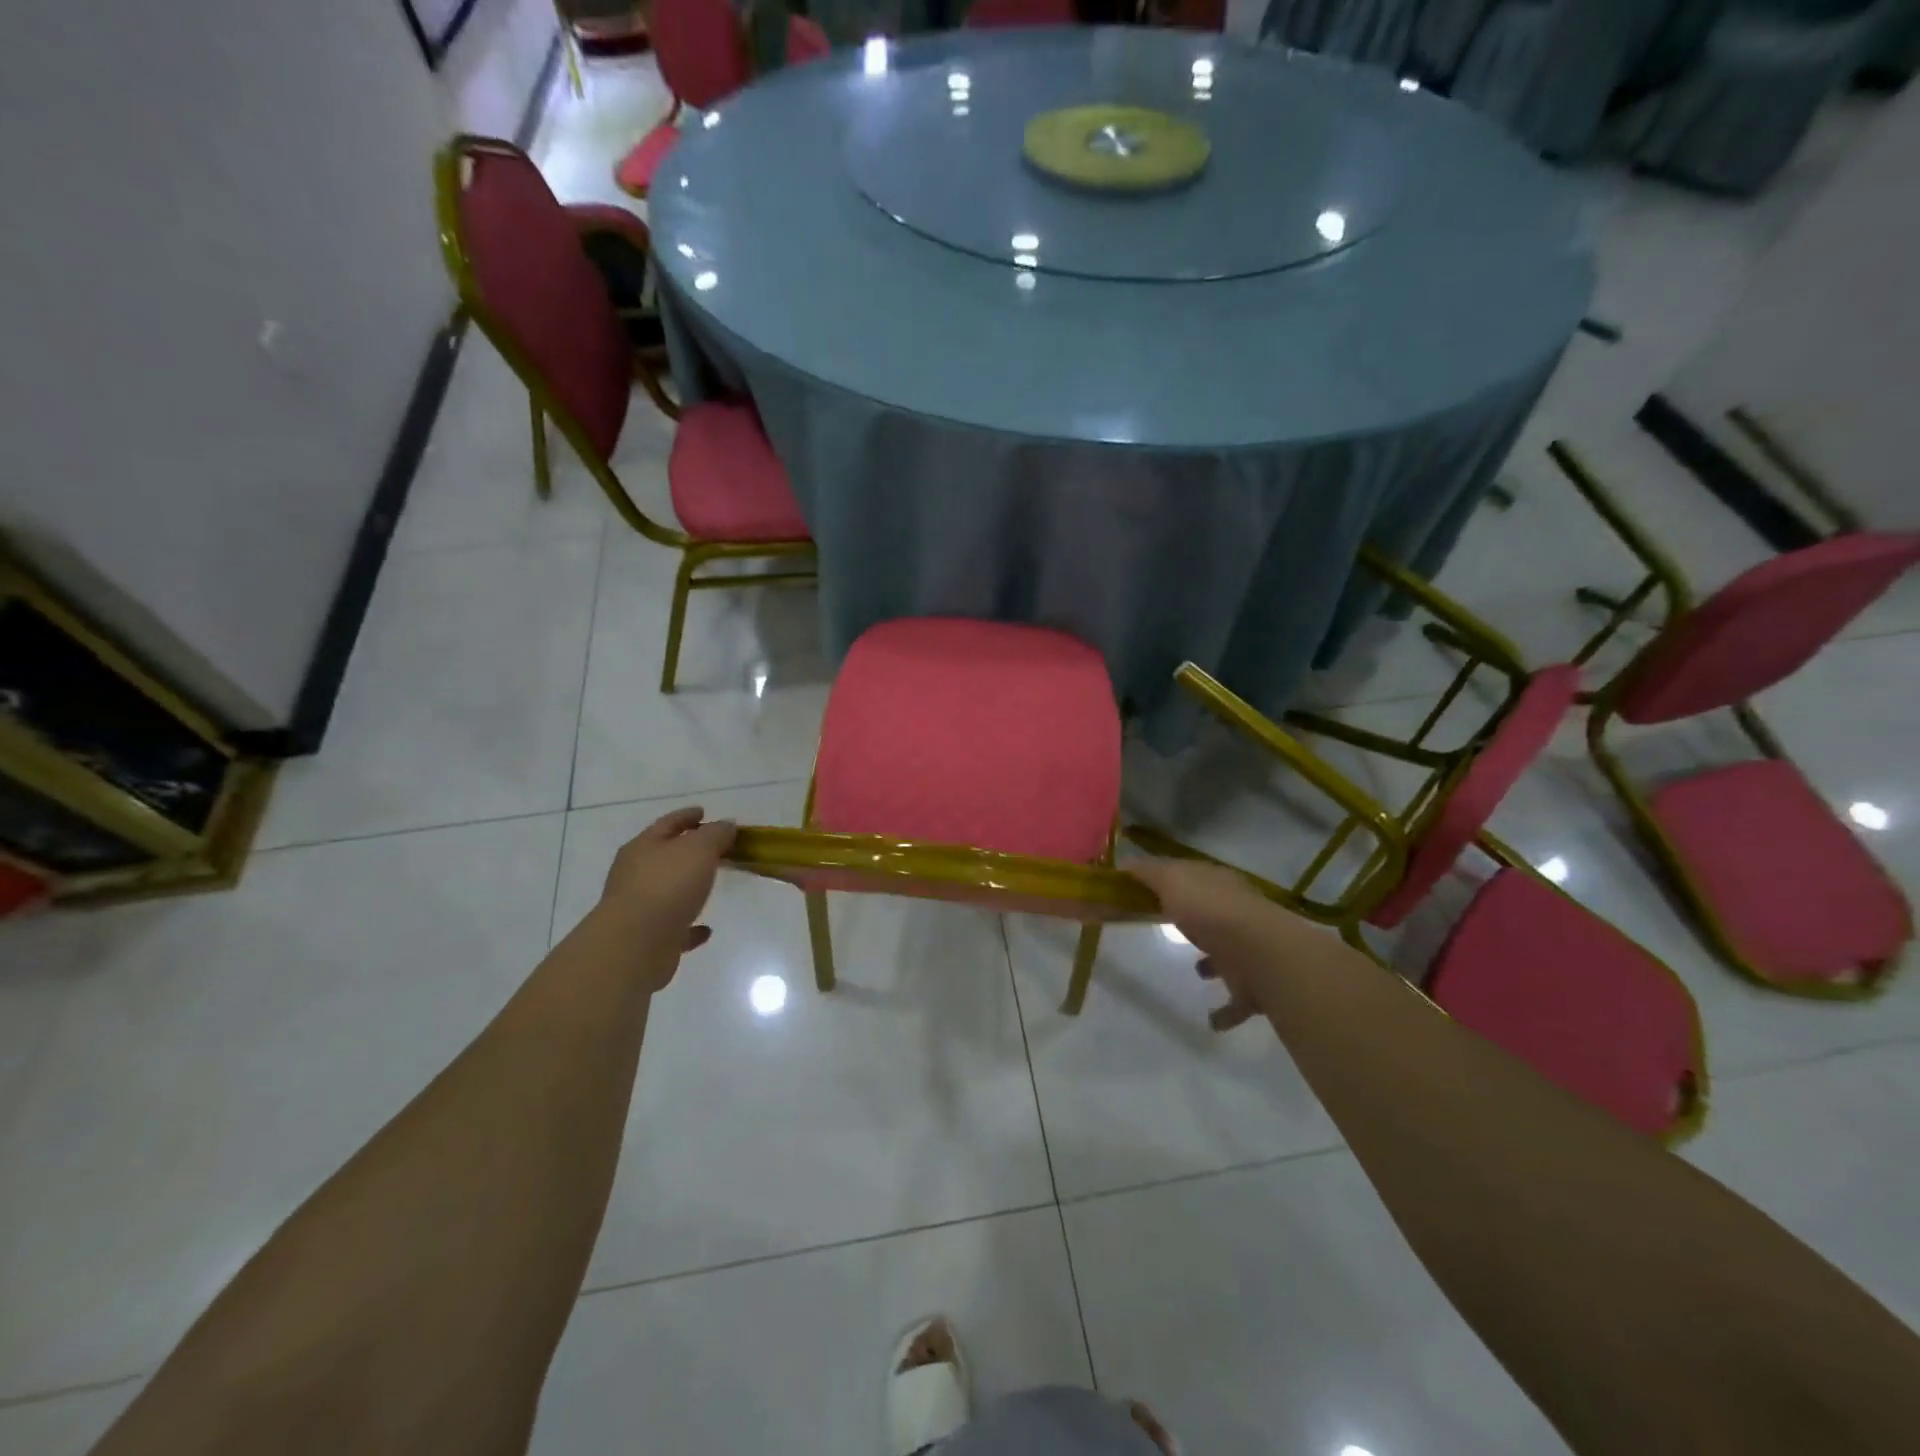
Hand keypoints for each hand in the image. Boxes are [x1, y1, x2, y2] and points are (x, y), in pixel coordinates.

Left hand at [590, 807, 736, 990]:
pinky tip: (706, 929)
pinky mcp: (649, 938)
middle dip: (688, 850)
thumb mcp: (699, 849)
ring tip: (711, 885)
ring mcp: (640, 907)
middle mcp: (635, 874)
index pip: (668, 823)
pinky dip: (690, 925)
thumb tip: (726, 824)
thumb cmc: (667, 886)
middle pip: (665, 856)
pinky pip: (675, 927)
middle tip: (715, 848)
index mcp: (644, 847)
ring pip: (668, 891)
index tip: (704, 812)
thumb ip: (716, 834)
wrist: (635, 945)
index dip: (687, 816)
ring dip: (688, 887)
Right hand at [1129, 858, 1333, 1030]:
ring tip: (1196, 971)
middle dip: (1194, 919)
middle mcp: (1235, 915)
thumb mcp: (1172, 879)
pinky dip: (1225, 1011)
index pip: (1191, 877)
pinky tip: (1210, 1020)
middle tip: (1166, 927)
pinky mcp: (1251, 987)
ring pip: (1228, 954)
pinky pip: (1236, 1001)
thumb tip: (1126, 864)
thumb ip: (1148, 872)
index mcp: (1217, 885)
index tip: (1144, 893)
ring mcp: (1247, 951)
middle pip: (1211, 914)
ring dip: (1213, 963)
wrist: (1259, 955)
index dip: (1169, 882)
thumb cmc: (1210, 911)